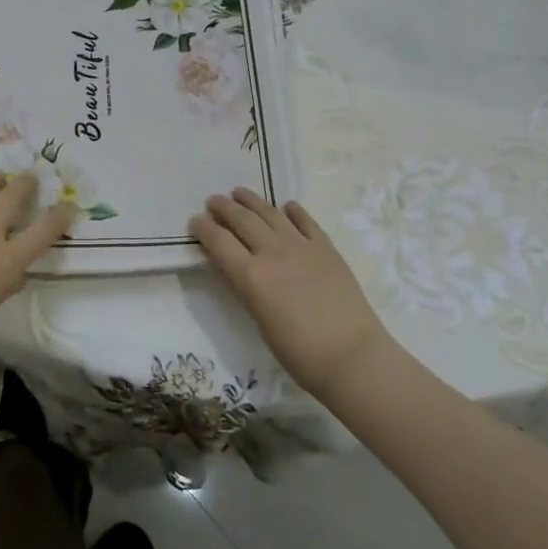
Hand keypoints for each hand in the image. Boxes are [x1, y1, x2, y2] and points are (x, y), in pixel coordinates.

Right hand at [190, 187, 391, 398]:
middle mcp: (273, 253)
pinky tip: (286, 207)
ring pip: (271, 214)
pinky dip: (293, 211)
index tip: (195, 221)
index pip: (219, 242)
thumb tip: (233, 267)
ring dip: (252, 201)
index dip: (203, 229)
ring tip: (240, 192)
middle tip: (213, 201)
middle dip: (224, 208)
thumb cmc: (299, 352)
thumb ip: (245, 287)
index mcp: (251, 276)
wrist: (352, 356)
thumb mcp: (259, 320)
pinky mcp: (326, 248)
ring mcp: (302, 246)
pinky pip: (306, 221)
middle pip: (243, 220)